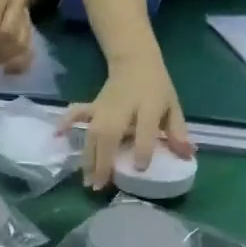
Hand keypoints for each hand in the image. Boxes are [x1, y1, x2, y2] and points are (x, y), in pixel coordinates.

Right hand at [61, 54, 193, 190]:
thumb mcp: (173, 107)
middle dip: (104, 160)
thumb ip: (178, 132)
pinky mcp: (93, 106)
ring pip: (93, 132)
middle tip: (101, 185)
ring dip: (88, 157)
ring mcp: (104, 107)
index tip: (140, 168)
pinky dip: (66, 122)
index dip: (143, 149)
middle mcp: (123, 107)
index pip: (145, 129)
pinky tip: (57, 136)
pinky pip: (77, 113)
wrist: (135, 60)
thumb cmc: (156, 88)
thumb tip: (188, 156)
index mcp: (149, 105)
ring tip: (88, 181)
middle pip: (110, 134)